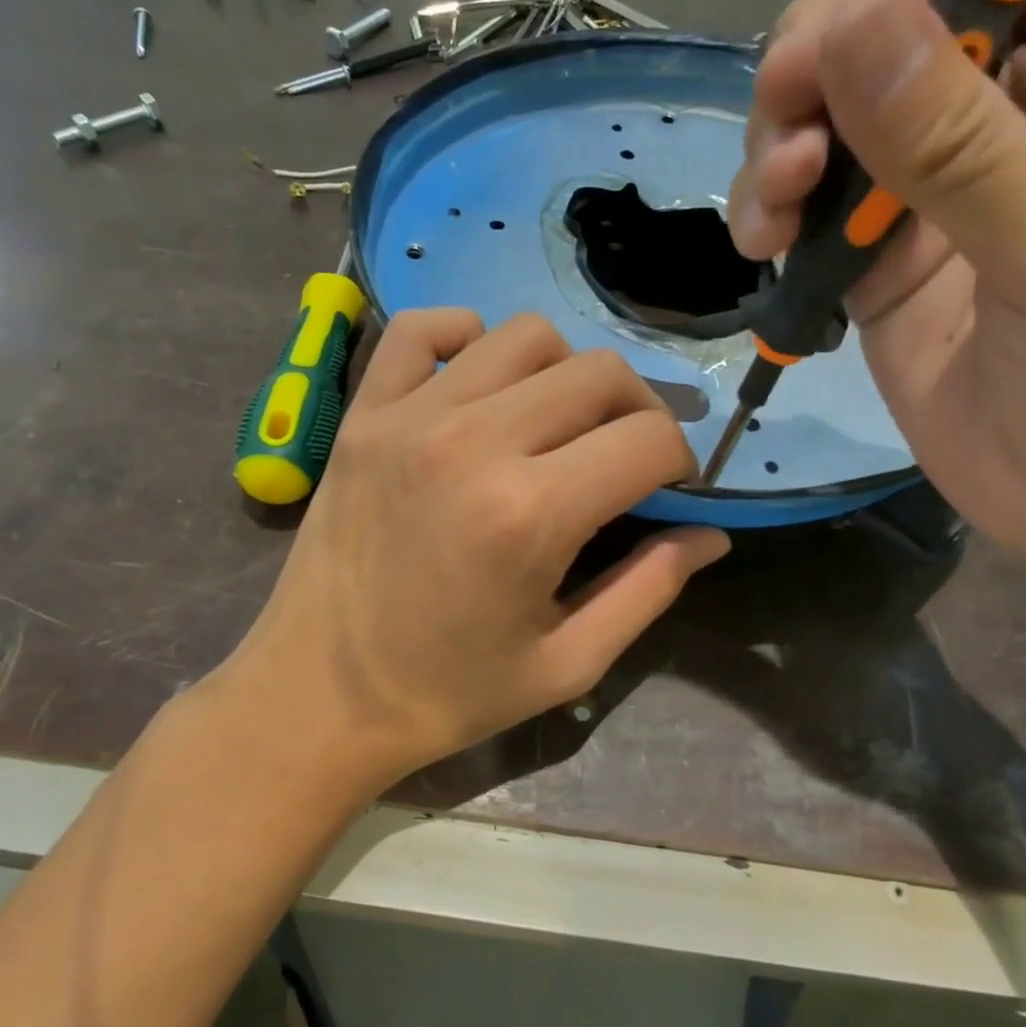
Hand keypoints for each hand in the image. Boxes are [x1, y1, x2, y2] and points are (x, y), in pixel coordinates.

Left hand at [222, 311, 726, 791]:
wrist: (315, 696)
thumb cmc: (446, 694)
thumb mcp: (566, 664)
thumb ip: (649, 590)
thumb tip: (710, 535)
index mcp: (532, 513)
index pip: (648, 440)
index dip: (681, 461)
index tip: (669, 489)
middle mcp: (475, 442)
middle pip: (599, 373)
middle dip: (637, 411)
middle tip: (623, 459)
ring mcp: (410, 416)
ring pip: (525, 335)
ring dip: (565, 373)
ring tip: (555, 425)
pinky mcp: (363, 413)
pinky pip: (423, 329)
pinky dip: (467, 338)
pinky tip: (479, 385)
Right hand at [728, 0, 1025, 580]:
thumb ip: (958, 143)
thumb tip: (847, 22)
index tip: (868, 21)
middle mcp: (1022, 109)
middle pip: (903, 21)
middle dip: (828, 61)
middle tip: (788, 126)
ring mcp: (939, 190)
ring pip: (836, 113)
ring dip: (783, 144)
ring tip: (773, 211)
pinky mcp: (879, 261)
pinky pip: (809, 208)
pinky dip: (772, 213)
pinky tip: (764, 246)